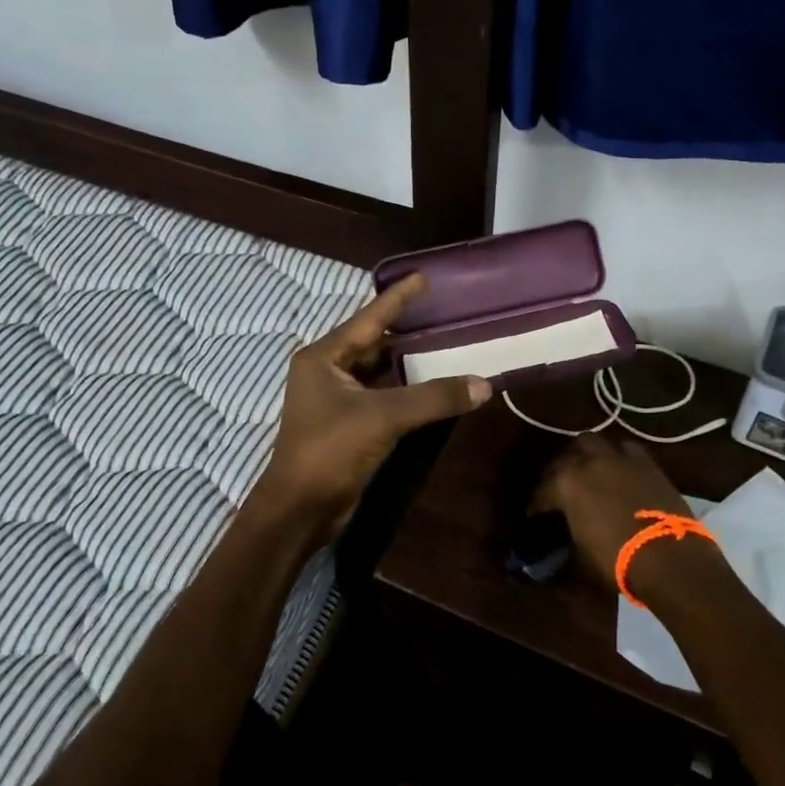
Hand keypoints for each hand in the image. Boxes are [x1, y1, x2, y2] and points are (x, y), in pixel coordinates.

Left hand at [260, 274, 490, 525]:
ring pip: (378, 370)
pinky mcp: (347, 423)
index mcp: (323, 357)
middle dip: (406, 329)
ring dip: (407, 361)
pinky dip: (405, 388)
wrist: (300, 508)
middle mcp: (326, 371)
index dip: (397, 298)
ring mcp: (335, 398)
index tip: (423, 276)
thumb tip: (484, 384)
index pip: (368, 318)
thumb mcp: (383, 417)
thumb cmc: (330, 450)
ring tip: (445, 343)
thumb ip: (433, 398)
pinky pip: (381, 394)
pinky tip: (431, 384)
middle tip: (444, 313)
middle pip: (373, 342)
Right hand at [532, 434, 694, 586]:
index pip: (543, 490)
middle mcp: (590, 462)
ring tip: (590, 470)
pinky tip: (620, 470)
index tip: (535, 515)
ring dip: (589, 454)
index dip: (537, 504)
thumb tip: (563, 540)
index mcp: (567, 483)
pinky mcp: (647, 463)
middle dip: (562, 467)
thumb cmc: (617, 560)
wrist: (669, 559)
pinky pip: (627, 449)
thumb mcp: (580, 554)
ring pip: (596, 442)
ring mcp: (620, 459)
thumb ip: (568, 537)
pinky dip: (619, 456)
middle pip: (568, 454)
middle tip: (562, 486)